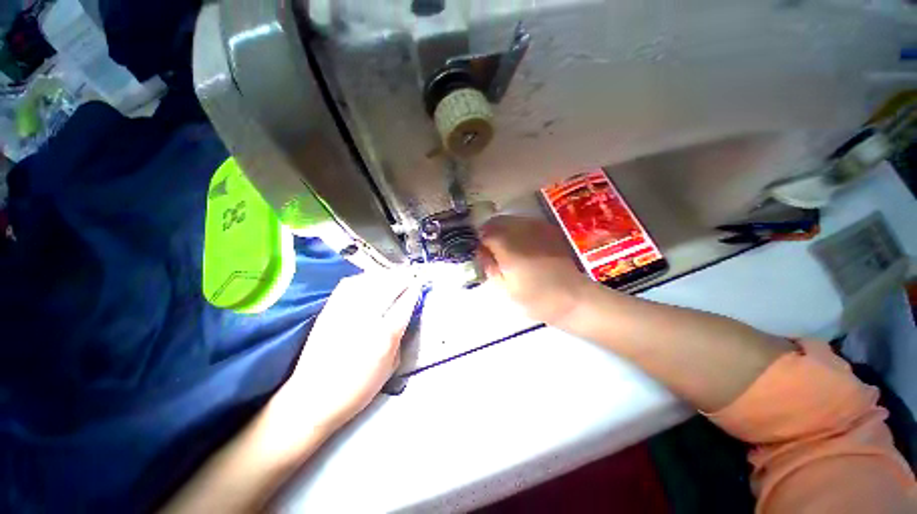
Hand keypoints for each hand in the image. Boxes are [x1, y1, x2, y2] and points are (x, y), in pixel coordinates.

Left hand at [272, 270, 420, 436]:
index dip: (415, 289)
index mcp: (385, 336)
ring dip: (387, 275)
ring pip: (371, 281)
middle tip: (412, 275)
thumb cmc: (357, 389)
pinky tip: (370, 280)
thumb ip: (400, 338)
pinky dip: (364, 278)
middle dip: (404, 277)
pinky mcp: (329, 310)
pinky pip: (350, 284)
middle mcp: (366, 318)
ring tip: (394, 276)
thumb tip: (406, 316)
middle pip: (390, 286)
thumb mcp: (390, 368)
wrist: (311, 398)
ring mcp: (345, 311)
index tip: (421, 283)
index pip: (405, 303)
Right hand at [478, 215, 590, 324]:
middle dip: (489, 233)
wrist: (573, 297)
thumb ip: (489, 266)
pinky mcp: (548, 229)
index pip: (484, 232)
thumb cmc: (536, 299)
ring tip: (506, 248)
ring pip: (510, 220)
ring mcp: (536, 227)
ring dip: (503, 230)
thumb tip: (480, 251)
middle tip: (490, 250)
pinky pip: (525, 223)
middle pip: (496, 221)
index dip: (478, 241)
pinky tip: (522, 245)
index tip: (479, 252)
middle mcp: (521, 231)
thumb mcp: (505, 289)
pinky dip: (517, 230)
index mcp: (508, 247)